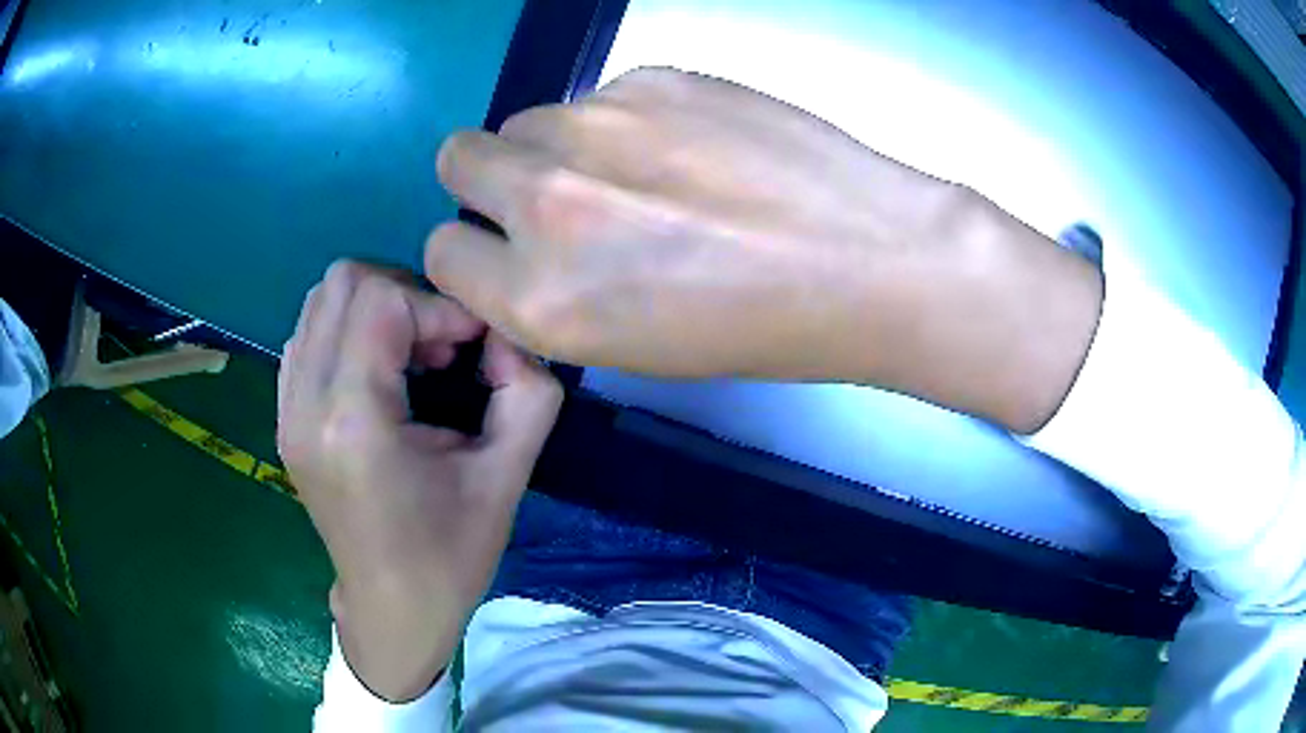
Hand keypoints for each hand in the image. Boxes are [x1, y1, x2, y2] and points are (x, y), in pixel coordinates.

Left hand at [277, 261, 561, 700]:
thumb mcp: (507, 478)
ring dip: (377, 309)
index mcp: (353, 422)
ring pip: (321, 300)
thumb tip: (507, 336)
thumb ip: (528, 393)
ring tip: (413, 357)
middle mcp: (305, 404)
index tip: (473, 344)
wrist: (392, 607)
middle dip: (406, 295)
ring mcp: (286, 409)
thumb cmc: (449, 555)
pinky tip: (381, 373)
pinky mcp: (284, 416)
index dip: (439, 304)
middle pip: (343, 282)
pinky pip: (309, 333)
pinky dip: (351, 330)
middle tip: (442, 344)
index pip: (381, 300)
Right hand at [426, 68, 1100, 431]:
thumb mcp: (626, 348)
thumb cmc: (756, 328)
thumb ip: (543, 294)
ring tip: (641, 174)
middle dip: (489, 180)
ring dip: (559, 146)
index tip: (507, 252)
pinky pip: (599, 96)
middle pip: (458, 159)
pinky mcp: (652, 78)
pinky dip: (622, 121)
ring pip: (528, 120)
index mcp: (540, 298)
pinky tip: (689, 146)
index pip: (442, 252)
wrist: (868, 260)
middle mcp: (548, 203)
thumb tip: (507, 246)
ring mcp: (599, 127)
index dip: (474, 252)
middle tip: (555, 197)